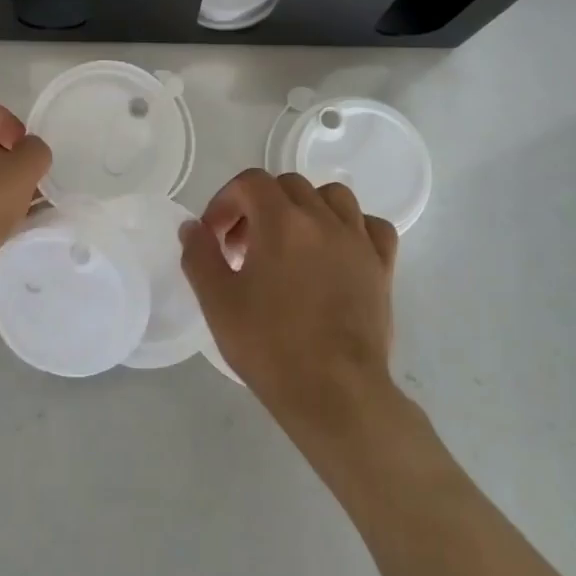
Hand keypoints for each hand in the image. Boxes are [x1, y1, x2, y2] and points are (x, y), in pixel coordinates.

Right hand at [181, 170, 402, 449]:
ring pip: (332, 197)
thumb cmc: (270, 346)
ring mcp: (358, 242)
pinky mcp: (382, 267)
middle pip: (288, 185)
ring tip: (290, 243)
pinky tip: (336, 251)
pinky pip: (371, 226)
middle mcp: (323, 220)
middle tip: (243, 248)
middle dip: (259, 206)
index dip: (225, 201)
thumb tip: (192, 227)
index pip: (250, 182)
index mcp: (282, 222)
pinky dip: (350, 227)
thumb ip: (199, 255)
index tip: (214, 237)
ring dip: (305, 208)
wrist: (335, 393)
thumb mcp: (217, 301)